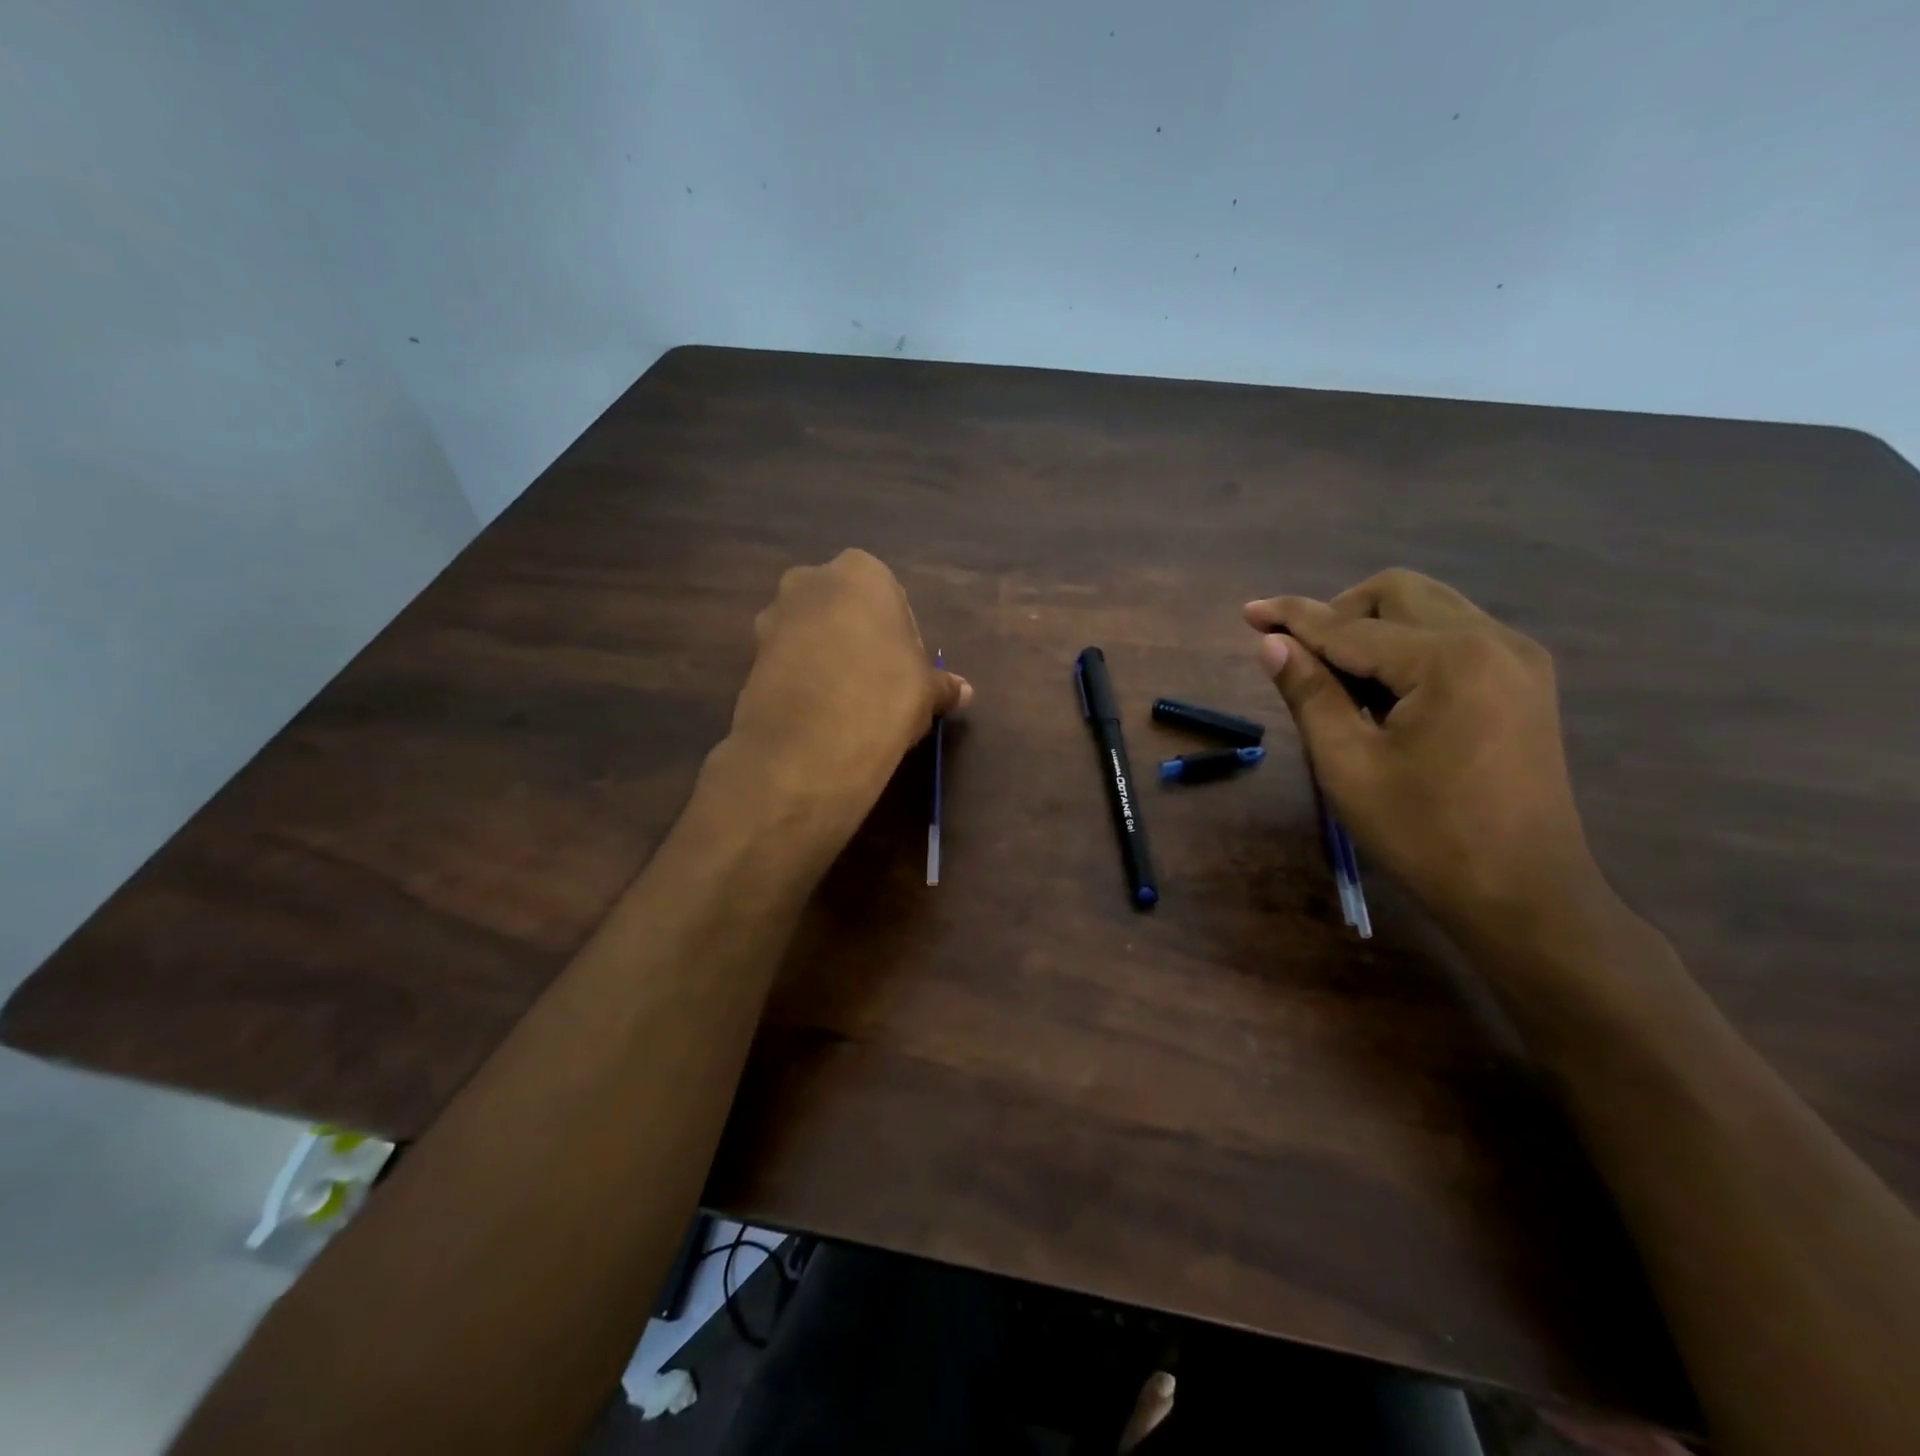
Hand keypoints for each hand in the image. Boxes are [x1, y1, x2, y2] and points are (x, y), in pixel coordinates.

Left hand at [723, 550, 969, 817]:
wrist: (811, 744)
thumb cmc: (884, 695)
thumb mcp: (926, 691)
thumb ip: (942, 685)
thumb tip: (963, 692)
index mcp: (860, 573)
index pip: (888, 596)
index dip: (898, 634)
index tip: (904, 669)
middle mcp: (809, 581)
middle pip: (842, 608)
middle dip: (856, 637)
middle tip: (875, 682)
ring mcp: (772, 617)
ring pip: (809, 632)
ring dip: (825, 657)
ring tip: (844, 702)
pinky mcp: (748, 656)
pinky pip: (786, 661)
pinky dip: (801, 679)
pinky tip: (818, 714)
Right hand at [1244, 569, 1601, 944]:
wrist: (1524, 894)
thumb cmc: (1424, 834)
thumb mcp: (1348, 765)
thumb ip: (1310, 694)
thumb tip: (1272, 644)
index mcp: (1449, 660)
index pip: (1351, 626)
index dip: (1294, 618)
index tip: (1249, 611)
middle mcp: (1493, 640)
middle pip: (1398, 593)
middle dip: (1339, 613)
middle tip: (1302, 656)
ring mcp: (1518, 658)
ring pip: (1429, 608)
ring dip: (1374, 628)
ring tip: (1341, 682)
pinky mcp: (1525, 681)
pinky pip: (1454, 635)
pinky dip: (1408, 646)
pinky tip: (1387, 693)